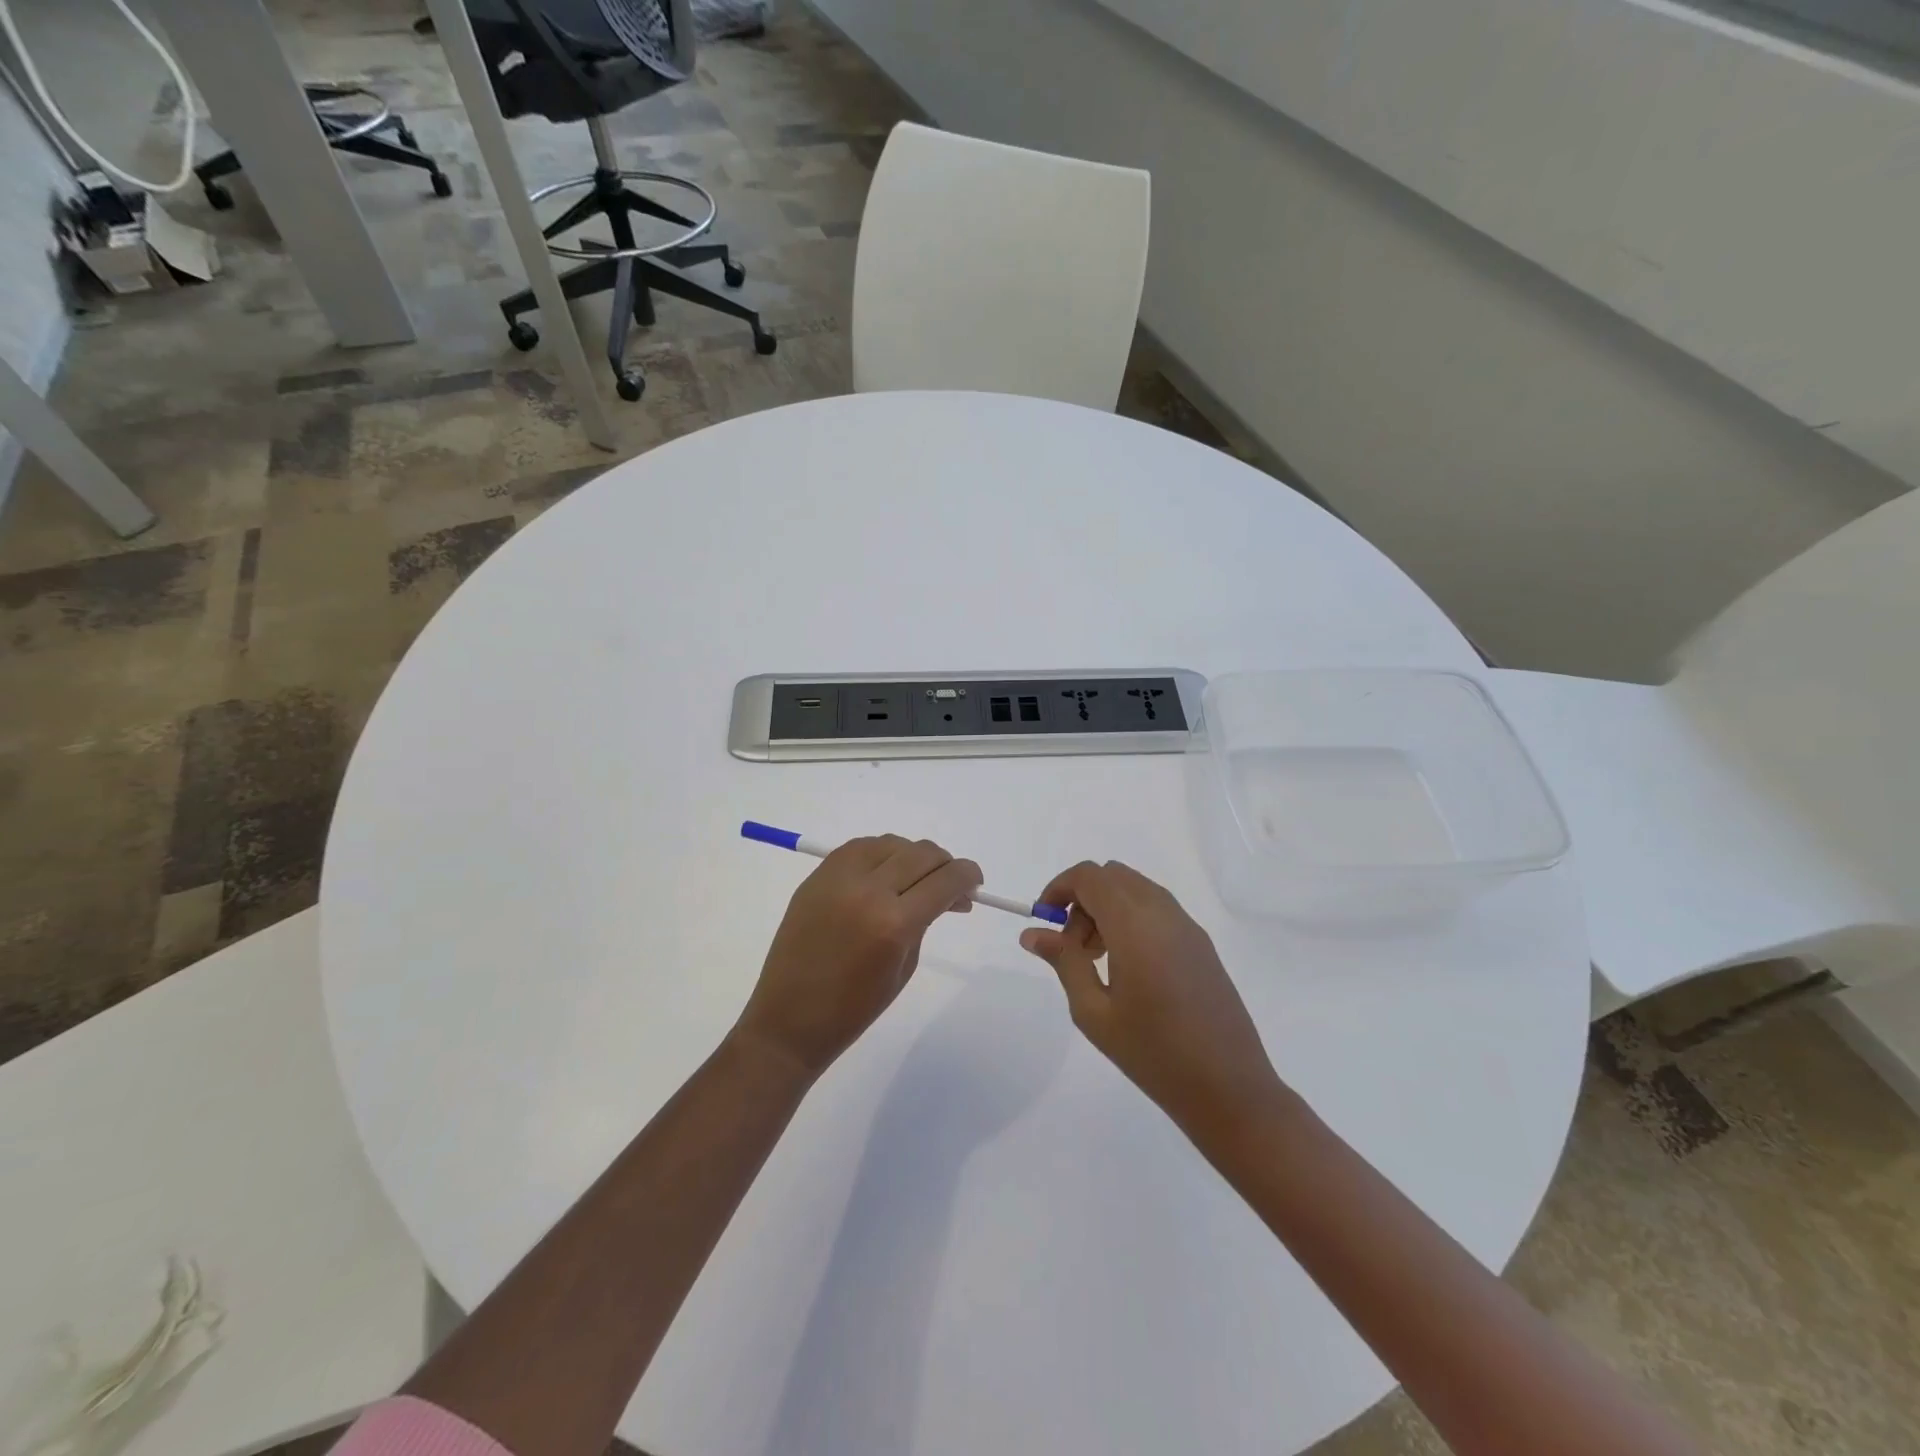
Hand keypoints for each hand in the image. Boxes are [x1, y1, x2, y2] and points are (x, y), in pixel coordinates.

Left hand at [734, 836, 982, 1079]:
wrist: (789, 1020)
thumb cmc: (854, 1008)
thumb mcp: (905, 966)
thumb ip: (926, 920)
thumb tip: (947, 893)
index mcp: (894, 923)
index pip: (945, 879)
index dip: (968, 876)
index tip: (975, 883)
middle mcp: (867, 890)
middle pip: (921, 853)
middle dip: (944, 864)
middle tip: (949, 884)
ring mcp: (837, 878)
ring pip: (891, 843)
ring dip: (911, 856)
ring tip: (914, 880)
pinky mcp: (817, 876)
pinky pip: (859, 848)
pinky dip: (880, 854)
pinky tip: (884, 874)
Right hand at [1020, 862, 1278, 1134]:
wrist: (1230, 1088)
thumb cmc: (1153, 1053)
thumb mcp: (1094, 1012)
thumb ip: (1064, 962)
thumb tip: (1032, 933)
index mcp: (1134, 924)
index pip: (1089, 876)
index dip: (1059, 887)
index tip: (1044, 921)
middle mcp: (1163, 913)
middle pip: (1112, 877)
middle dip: (1083, 900)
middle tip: (1072, 948)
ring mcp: (1187, 926)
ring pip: (1135, 890)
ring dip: (1107, 909)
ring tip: (1098, 962)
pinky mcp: (1201, 943)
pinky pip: (1157, 909)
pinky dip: (1132, 919)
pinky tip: (1129, 969)